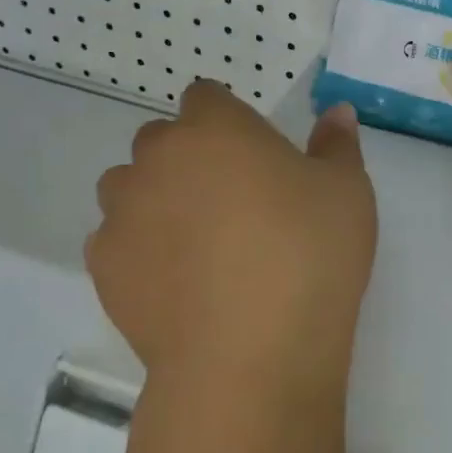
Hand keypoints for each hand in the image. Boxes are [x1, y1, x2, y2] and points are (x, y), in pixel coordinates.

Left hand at [86, 83, 376, 401]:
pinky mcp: (103, 266)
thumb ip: (338, 145)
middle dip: (189, 159)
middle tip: (231, 204)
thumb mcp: (347, 193)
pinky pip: (116, 241)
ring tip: (197, 245)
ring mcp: (122, 213)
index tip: (255, 157)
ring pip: (130, 189)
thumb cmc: (308, 256)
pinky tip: (176, 284)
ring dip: (155, 201)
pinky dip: (139, 251)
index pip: (206, 97)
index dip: (228, 121)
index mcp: (215, 128)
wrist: (249, 354)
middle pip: (162, 142)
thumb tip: (336, 112)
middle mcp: (157, 158)